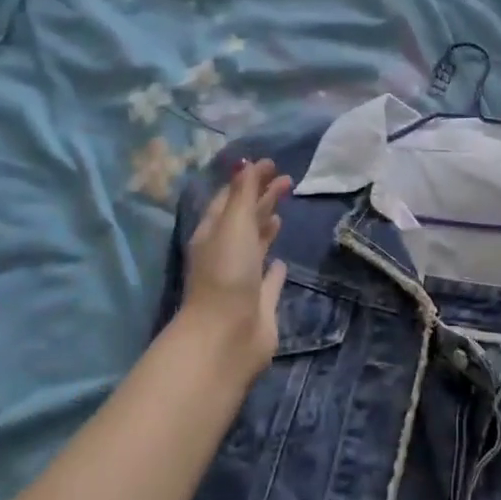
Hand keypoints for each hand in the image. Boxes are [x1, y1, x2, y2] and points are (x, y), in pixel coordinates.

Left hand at [180, 158, 293, 380]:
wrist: (227, 336)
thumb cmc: (227, 274)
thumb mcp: (233, 225)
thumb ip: (243, 194)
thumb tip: (247, 163)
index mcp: (213, 234)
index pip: (230, 199)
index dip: (248, 180)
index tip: (271, 164)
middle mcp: (225, 254)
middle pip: (244, 220)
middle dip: (262, 199)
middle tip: (287, 181)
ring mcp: (242, 279)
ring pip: (255, 247)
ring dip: (266, 228)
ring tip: (282, 213)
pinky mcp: (259, 302)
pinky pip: (268, 280)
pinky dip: (275, 268)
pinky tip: (283, 261)